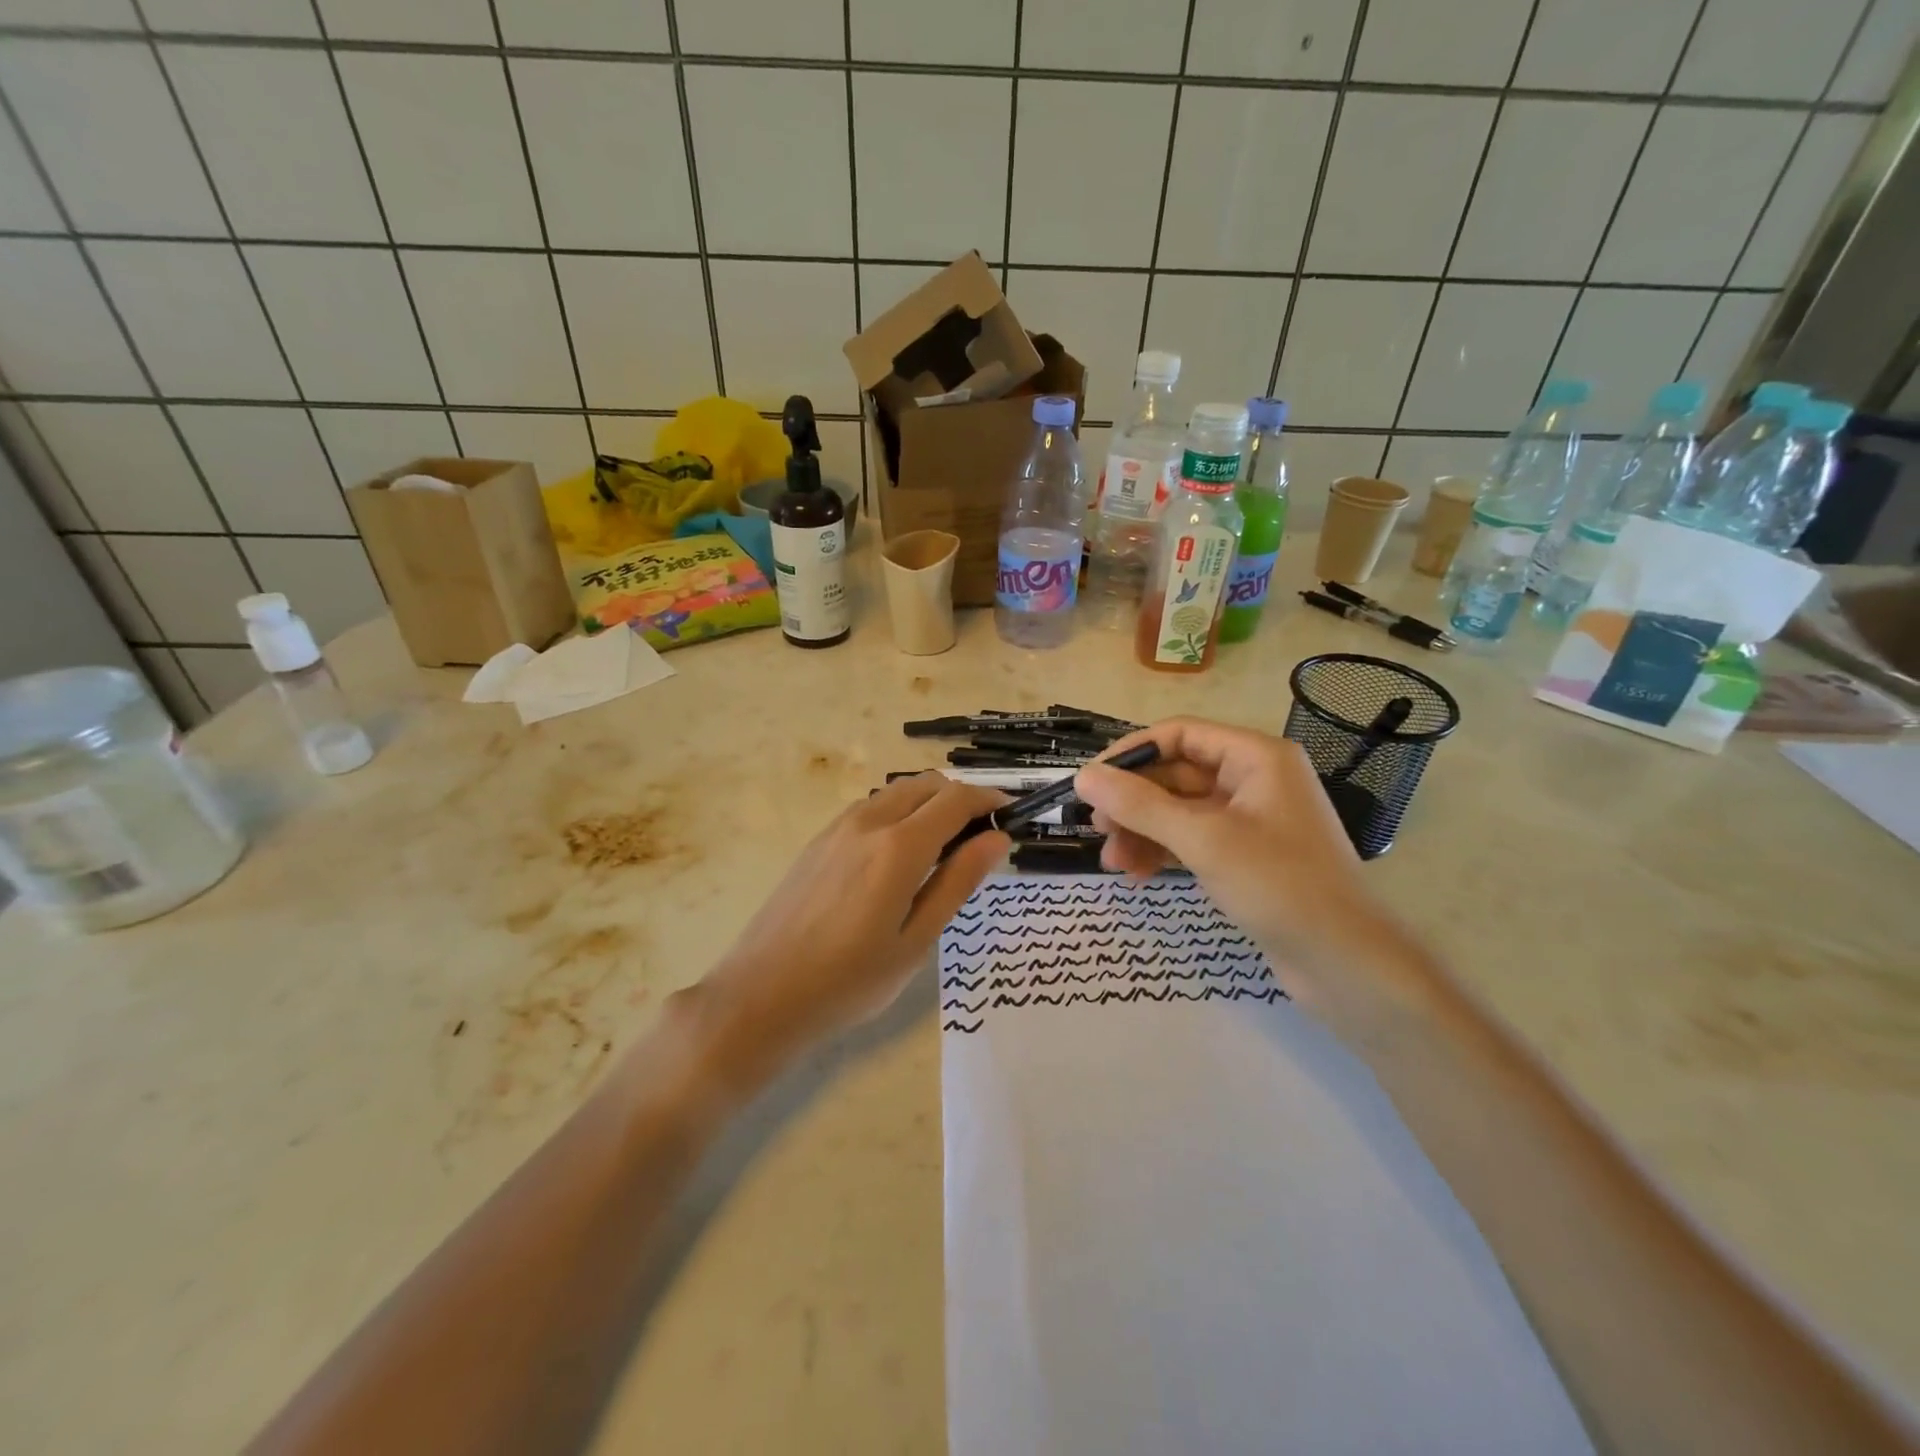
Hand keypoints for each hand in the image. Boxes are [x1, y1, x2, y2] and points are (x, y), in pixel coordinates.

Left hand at [687, 774, 1008, 1085]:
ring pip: (897, 792)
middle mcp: (869, 821)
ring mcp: (838, 827)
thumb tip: (997, 839)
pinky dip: (899, 812)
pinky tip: (899, 853)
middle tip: (981, 835)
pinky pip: (870, 808)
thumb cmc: (850, 980)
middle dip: (962, 797)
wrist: (762, 994)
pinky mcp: (819, 840)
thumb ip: (958, 882)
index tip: (1010, 816)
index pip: (957, 799)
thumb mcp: (916, 939)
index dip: (990, 801)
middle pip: (927, 785)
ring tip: (944, 845)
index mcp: (899, 846)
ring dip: (929, 802)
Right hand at [1074, 718, 1421, 1017]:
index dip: (1132, 754)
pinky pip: (1191, 839)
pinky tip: (1135, 874)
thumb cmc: (1280, 886)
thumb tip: (1083, 776)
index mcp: (1256, 757)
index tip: (1091, 781)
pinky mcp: (1245, 856)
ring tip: (1110, 861)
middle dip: (1133, 802)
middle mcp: (1253, 780)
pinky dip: (1162, 851)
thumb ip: (1140, 806)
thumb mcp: (1204, 840)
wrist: (1346, 964)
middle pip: (1176, 774)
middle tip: (1096, 827)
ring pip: (1179, 811)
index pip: (1180, 734)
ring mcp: (1249, 820)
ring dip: (1142, 831)